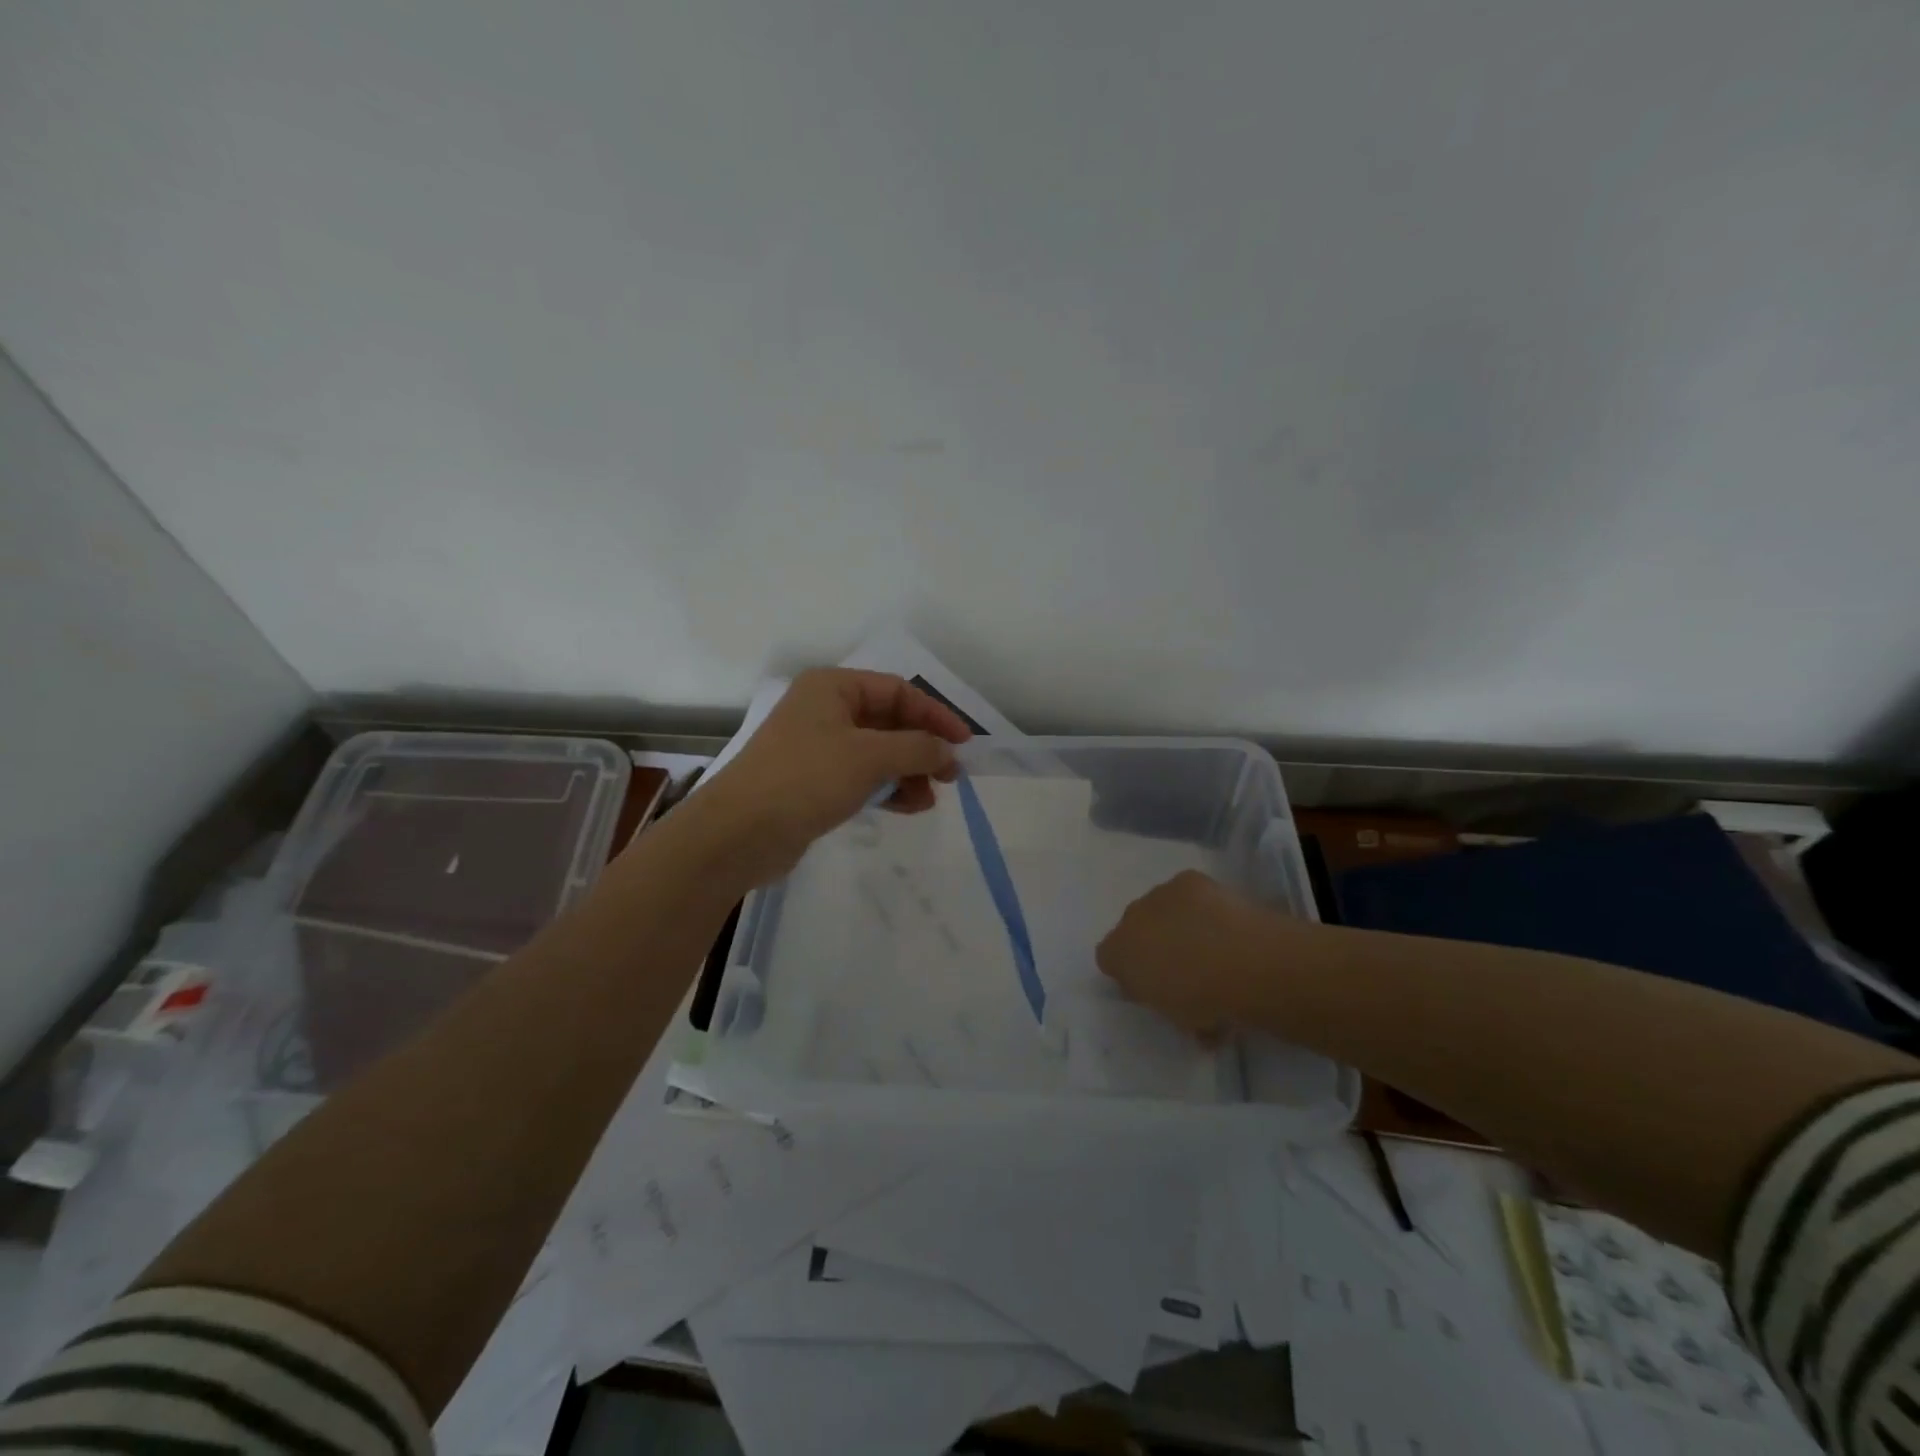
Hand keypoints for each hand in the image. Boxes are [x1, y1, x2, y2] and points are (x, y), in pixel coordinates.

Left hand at [684, 668, 974, 888]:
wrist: (739, 833)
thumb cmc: (806, 779)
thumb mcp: (870, 757)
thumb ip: (917, 748)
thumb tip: (948, 751)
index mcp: (832, 687)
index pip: (897, 691)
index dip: (935, 714)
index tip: (964, 743)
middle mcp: (824, 710)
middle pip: (888, 721)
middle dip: (921, 747)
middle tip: (950, 776)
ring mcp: (817, 747)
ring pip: (877, 752)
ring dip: (907, 772)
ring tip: (929, 798)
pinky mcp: (813, 782)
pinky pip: (861, 777)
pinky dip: (886, 788)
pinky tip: (908, 807)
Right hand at [1095, 870, 1284, 1036]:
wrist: (1240, 961)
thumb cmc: (1204, 1000)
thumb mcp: (1176, 1017)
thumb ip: (1162, 1000)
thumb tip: (1166, 993)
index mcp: (1118, 954)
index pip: (1108, 958)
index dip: (1130, 971)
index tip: (1153, 985)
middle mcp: (1129, 918)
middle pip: (1133, 928)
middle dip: (1152, 942)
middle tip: (1183, 964)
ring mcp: (1158, 895)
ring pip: (1160, 908)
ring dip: (1175, 921)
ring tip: (1210, 942)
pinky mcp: (1188, 879)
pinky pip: (1188, 892)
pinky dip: (1200, 903)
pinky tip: (1222, 920)